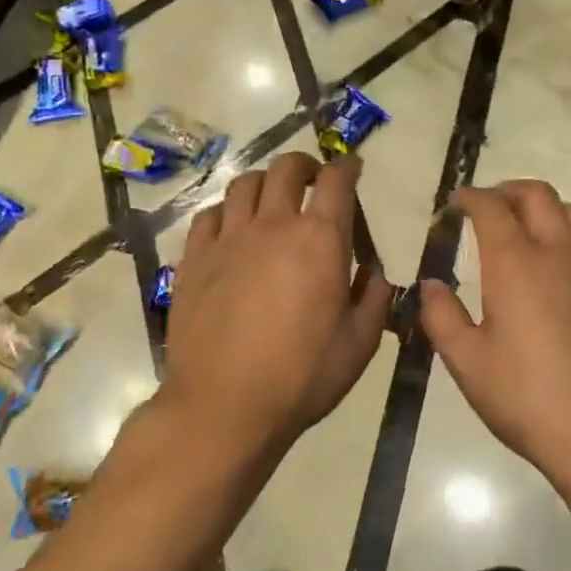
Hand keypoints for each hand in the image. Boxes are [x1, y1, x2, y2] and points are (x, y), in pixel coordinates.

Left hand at [163, 152, 392, 451]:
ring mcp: (228, 239)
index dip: (347, 168)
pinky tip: (231, 228)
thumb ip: (374, 300)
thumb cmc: (301, 376)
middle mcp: (273, 225)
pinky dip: (226, 212)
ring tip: (271, 198)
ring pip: (244, 184)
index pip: (336, 182)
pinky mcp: (195, 258)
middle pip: (286, 169)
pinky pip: (209, 216)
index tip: (352, 169)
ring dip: (264, 182)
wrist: (224, 405)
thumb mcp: (359, 344)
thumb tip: (374, 273)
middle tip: (312, 179)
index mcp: (320, 240)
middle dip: (304, 165)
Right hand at [420, 181, 570, 491]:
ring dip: (548, 208)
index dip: (471, 197)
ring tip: (530, 226)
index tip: (457, 202)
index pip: (491, 208)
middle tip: (490, 205)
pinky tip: (570, 264)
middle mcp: (558, 255)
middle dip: (509, 190)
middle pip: (538, 196)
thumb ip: (442, 317)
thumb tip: (430, 285)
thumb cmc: (528, 401)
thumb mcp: (467, 364)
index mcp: (515, 265)